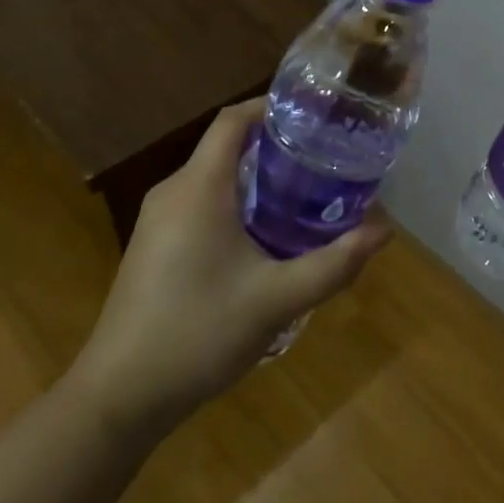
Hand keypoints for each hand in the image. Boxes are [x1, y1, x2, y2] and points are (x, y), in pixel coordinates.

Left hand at [71, 100, 390, 435]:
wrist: (119, 396)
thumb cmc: (198, 334)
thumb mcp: (277, 300)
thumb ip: (334, 264)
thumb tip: (384, 232)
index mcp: (198, 188)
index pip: (232, 120)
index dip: (270, 106)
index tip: (314, 114)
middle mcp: (173, 191)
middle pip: (226, 145)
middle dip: (275, 144)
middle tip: (323, 157)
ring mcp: (157, 219)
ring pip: (213, 176)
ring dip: (256, 175)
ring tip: (304, 190)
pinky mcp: (154, 245)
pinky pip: (200, 202)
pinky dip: (236, 200)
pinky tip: (265, 233)